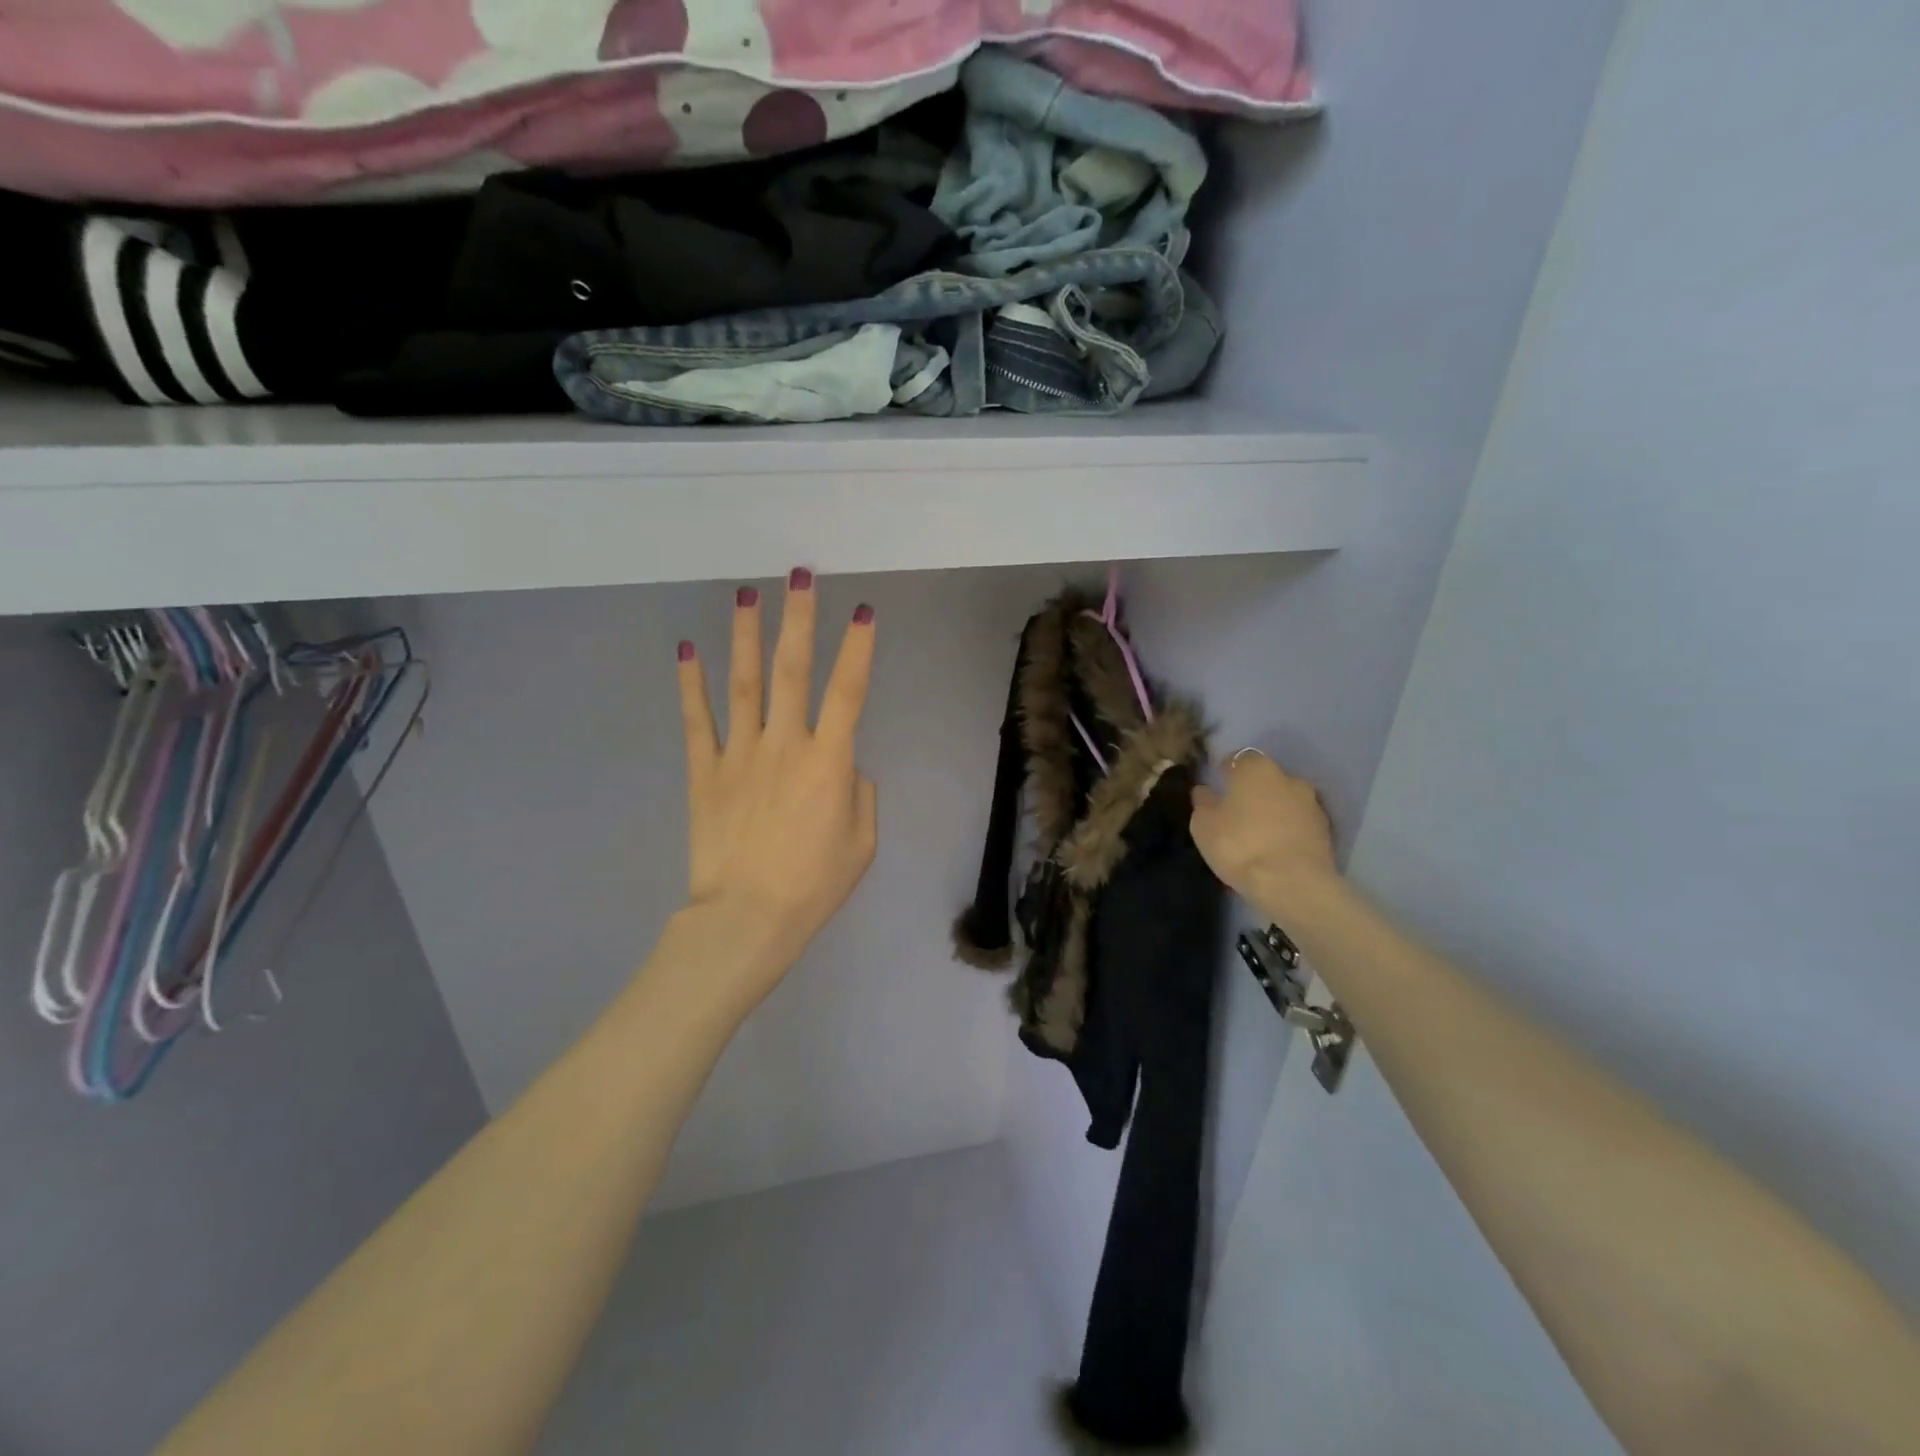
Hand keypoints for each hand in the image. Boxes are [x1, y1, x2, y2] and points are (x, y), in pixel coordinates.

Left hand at [675, 570, 878, 1001]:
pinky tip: (686, 649)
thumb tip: (842, 766)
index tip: (863, 611)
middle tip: (799, 574)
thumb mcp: (862, 843)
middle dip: (799, 619)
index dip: (858, 649)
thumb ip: (859, 793)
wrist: (746, 920)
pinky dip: (690, 684)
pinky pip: (697, 721)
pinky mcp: (705, 772)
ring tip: (746, 594)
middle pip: (793, 671)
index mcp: (829, 762)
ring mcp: (739, 754)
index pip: (848, 691)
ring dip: (747, 636)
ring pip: (745, 684)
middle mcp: (784, 744)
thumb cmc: (813, 886)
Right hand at [1189, 750, 1340, 924]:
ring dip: (1273, 810)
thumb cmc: (1239, 846)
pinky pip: (1299, 822)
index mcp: (1255, 768)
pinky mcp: (1326, 830)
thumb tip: (1204, 790)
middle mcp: (1288, 777)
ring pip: (1285, 800)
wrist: (1293, 884)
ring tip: (1258, 834)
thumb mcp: (1203, 825)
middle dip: (1252, 790)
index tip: (1217, 787)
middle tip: (1236, 813)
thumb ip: (1203, 802)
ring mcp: (1311, 803)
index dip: (1225, 772)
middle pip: (1265, 778)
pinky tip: (1276, 848)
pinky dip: (1288, 829)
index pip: (1237, 759)